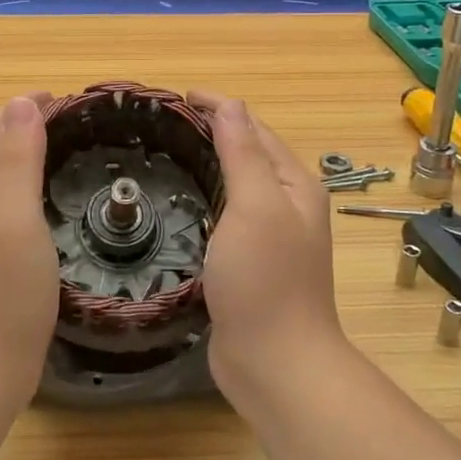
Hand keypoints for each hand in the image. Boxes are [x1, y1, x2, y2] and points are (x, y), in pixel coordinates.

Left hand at [0, 94, 56, 405]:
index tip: (65, 100)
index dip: (21, 108)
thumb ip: (17, 159)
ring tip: (60, 156)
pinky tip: (42, 211)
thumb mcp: (13, 219)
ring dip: (18, 158)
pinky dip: (19, 192)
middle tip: (68, 124)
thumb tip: (21, 101)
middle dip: (19, 127)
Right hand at [191, 94, 345, 402]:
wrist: (275, 362)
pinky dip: (205, 197)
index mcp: (294, 186)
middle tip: (167, 123)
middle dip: (214, 131)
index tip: (179, 97)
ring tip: (169, 154)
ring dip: (209, 163)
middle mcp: (288, 206)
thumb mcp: (255, 206)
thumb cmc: (265, 279)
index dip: (221, 107)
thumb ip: (243, 153)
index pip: (255, 129)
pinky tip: (182, 203)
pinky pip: (226, 215)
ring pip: (237, 185)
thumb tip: (231, 105)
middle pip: (249, 153)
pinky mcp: (249, 264)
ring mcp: (270, 237)